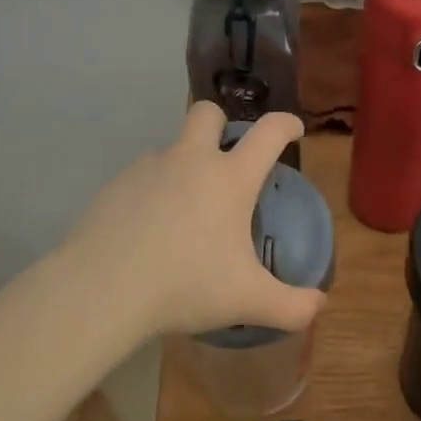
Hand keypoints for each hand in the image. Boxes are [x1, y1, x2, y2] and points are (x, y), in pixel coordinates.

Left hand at [56, 102, 326, 339]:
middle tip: (226, 159)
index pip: (267, 132)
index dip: (286, 124)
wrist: (102, 289)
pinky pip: (142, 179)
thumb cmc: (185, 284)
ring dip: (184, 167)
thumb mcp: (247, 301)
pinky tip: (149, 232)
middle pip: (207, 114)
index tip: (293, 130)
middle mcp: (190, 160)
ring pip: (171, 150)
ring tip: (184, 215)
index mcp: (230, 178)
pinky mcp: (115, 187)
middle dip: (221, 123)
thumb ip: (291, 306)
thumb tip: (318, 307)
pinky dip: (153, 195)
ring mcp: (148, 169)